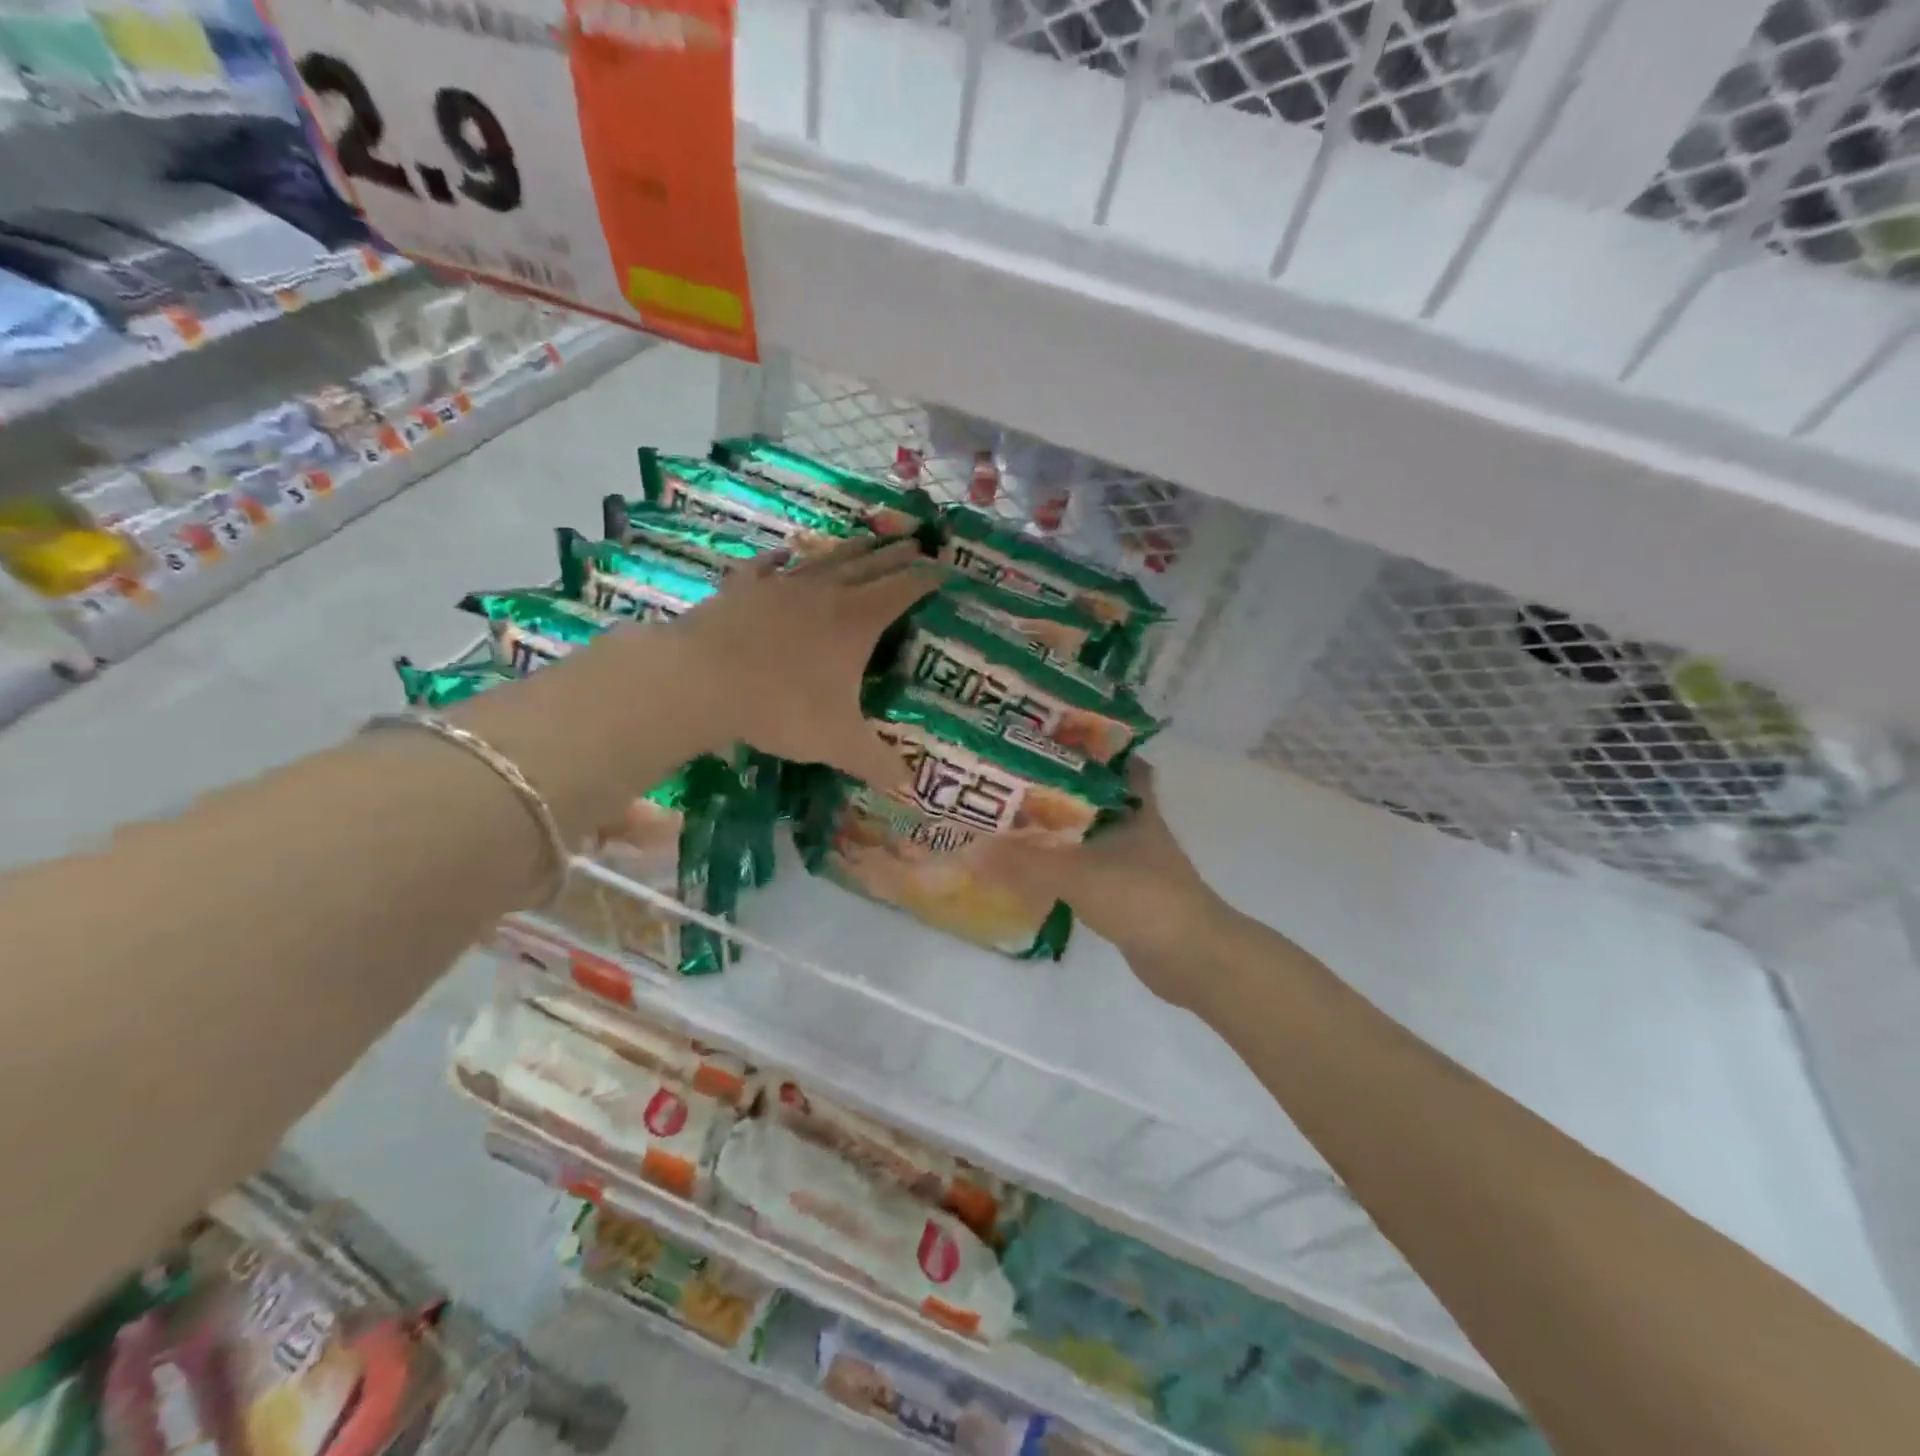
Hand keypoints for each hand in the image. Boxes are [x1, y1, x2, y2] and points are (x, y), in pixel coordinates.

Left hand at [670, 536, 943, 790]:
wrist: (701, 680)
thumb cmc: (781, 707)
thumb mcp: (837, 743)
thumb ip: (875, 762)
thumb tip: (909, 786)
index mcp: (857, 621)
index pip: (903, 590)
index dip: (927, 578)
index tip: (945, 569)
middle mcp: (825, 593)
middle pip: (870, 565)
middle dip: (897, 555)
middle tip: (917, 543)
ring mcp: (781, 585)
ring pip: (825, 559)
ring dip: (851, 549)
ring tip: (868, 539)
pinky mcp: (743, 588)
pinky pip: (768, 567)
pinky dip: (781, 559)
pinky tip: (785, 553)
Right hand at [976, 759, 1226, 1006]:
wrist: (1193, 958)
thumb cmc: (1143, 898)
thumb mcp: (1077, 874)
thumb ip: (1023, 863)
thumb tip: (968, 851)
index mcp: (1132, 805)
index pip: (1114, 760)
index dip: (1086, 746)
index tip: (1046, 737)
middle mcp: (1133, 826)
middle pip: (1091, 797)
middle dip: (1056, 788)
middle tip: (1010, 778)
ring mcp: (1131, 861)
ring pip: (1087, 834)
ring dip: (1056, 828)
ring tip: (1009, 818)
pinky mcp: (1124, 893)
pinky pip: (1085, 868)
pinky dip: (1062, 866)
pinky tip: (1031, 867)